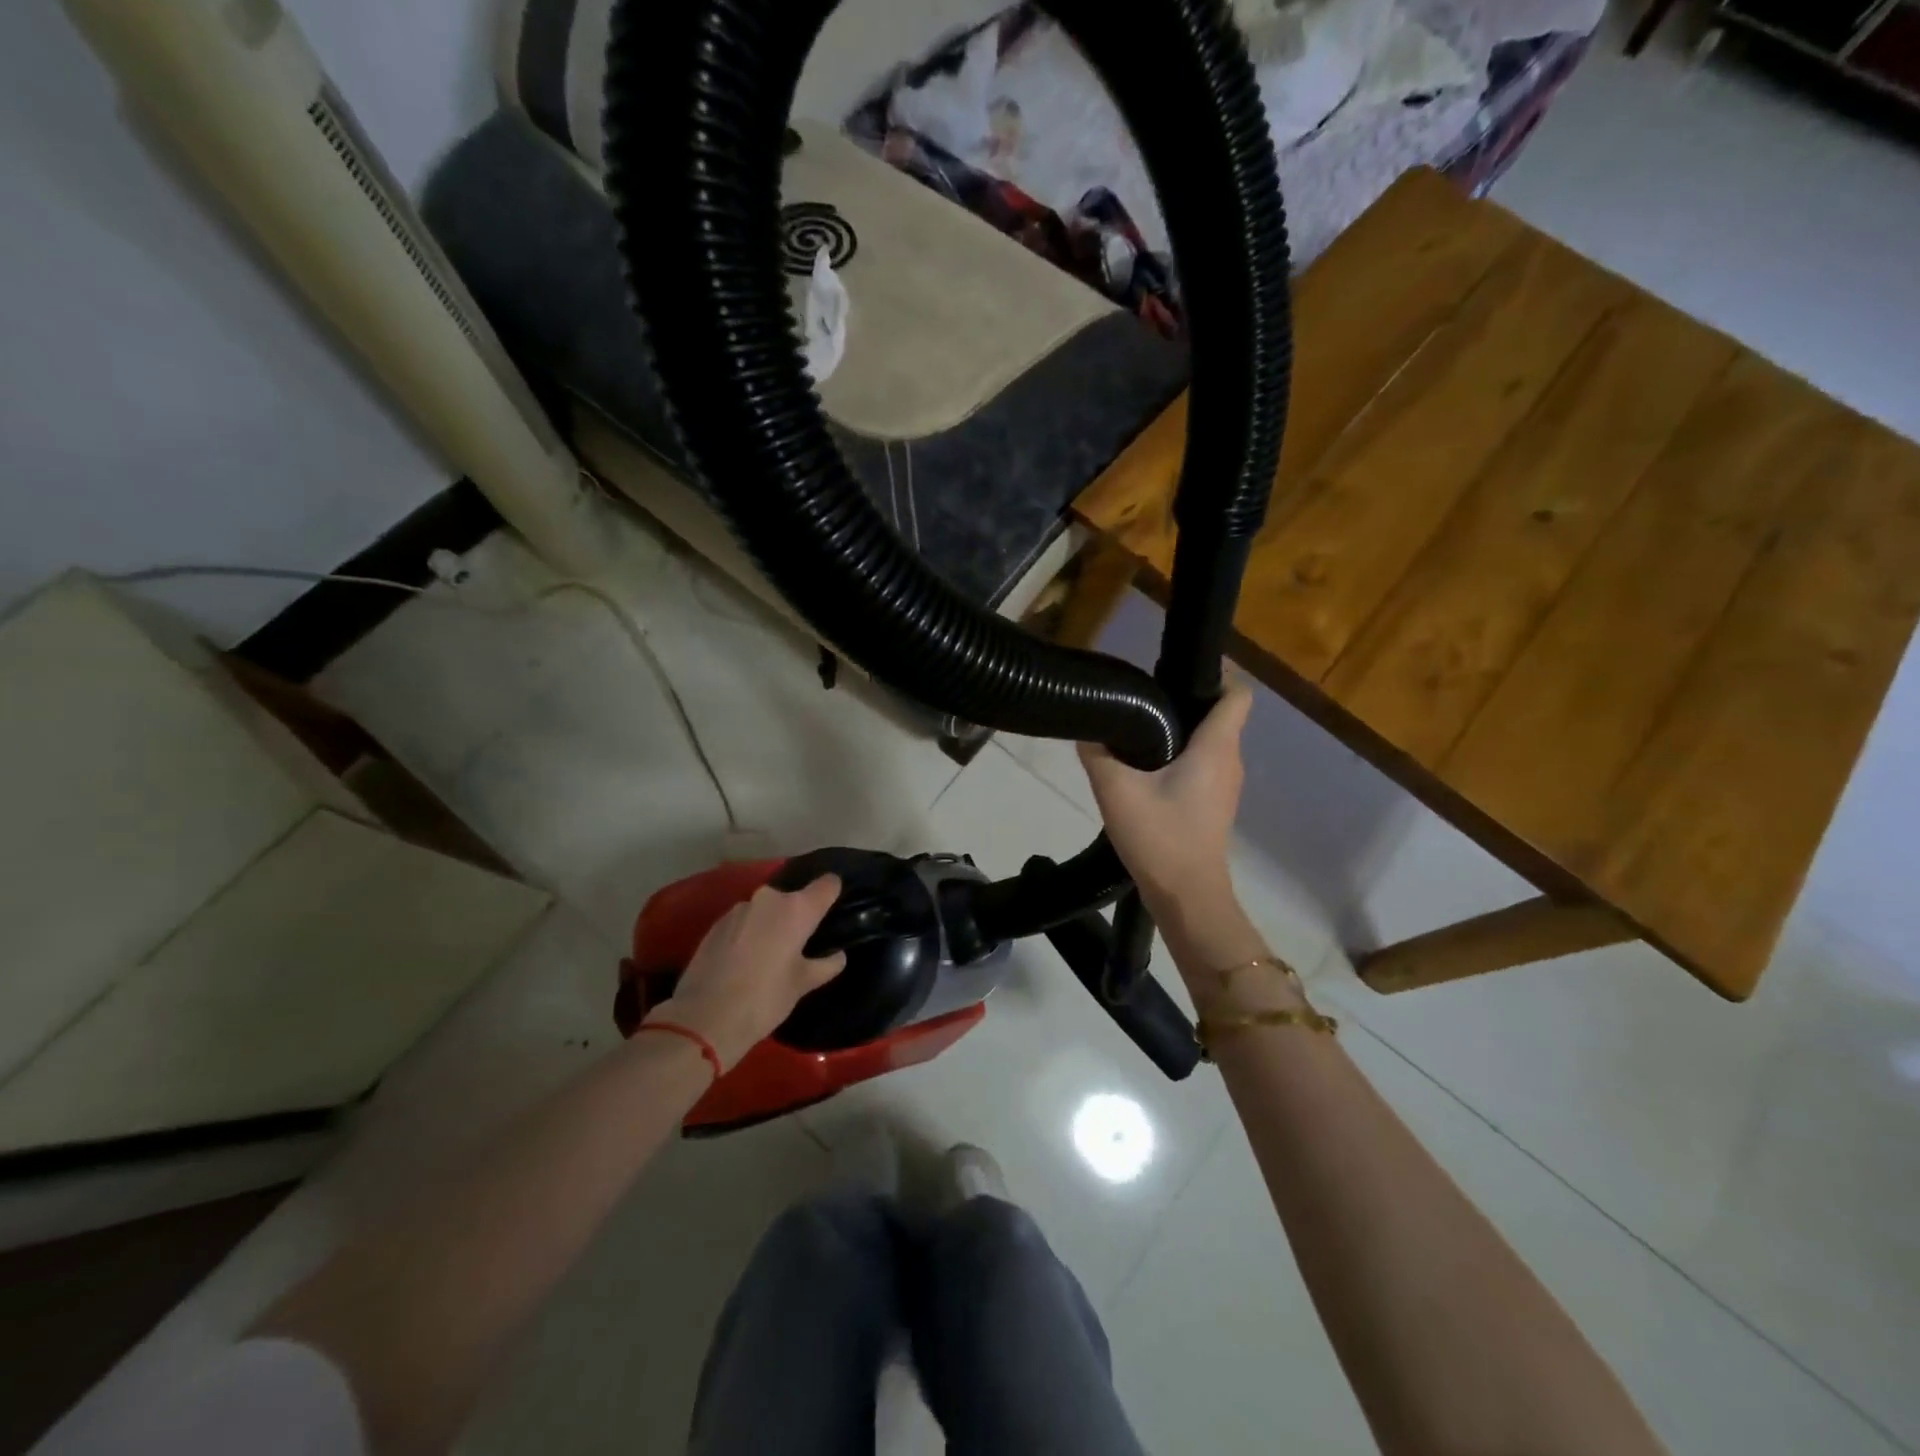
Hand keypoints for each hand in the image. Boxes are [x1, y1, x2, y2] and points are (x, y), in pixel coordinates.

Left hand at [647, 875, 847, 1069]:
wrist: (704, 1018)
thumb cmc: (765, 998)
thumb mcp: (802, 985)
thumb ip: (825, 965)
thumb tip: (837, 955)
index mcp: (797, 909)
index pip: (827, 885)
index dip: (833, 892)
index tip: (834, 907)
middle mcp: (769, 899)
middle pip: (793, 898)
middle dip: (798, 915)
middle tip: (801, 943)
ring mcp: (739, 909)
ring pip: (766, 909)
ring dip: (771, 924)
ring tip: (771, 953)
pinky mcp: (715, 923)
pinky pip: (743, 921)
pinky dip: (749, 933)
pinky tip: (745, 960)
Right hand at [1078, 678, 1252, 921]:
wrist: (1187, 897)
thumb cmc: (1160, 837)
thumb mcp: (1116, 790)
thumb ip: (1098, 754)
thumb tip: (1087, 730)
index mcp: (1217, 747)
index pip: (1237, 693)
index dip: (1215, 674)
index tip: (1176, 670)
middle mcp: (1230, 760)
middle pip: (1219, 714)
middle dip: (1185, 700)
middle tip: (1142, 698)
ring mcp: (1226, 785)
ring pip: (1210, 741)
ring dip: (1180, 730)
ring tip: (1138, 729)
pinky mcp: (1214, 804)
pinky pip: (1204, 764)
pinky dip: (1181, 756)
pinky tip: (1146, 768)